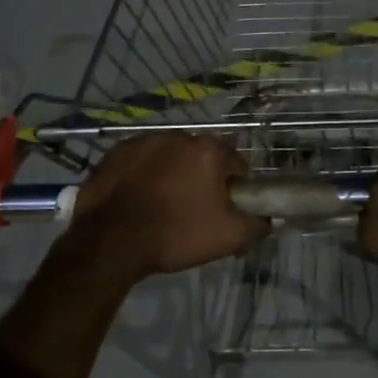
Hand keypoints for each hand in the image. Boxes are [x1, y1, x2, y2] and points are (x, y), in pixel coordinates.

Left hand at [69, 133, 269, 278]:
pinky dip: (142, 176)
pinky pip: (139, 162)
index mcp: (208, 150)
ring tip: (161, 206)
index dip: (234, 188)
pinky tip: (137, 200)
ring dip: (171, 174)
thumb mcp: (229, 237)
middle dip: (201, 178)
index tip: (224, 209)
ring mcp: (143, 141)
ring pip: (168, 157)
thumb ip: (258, 224)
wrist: (109, 242)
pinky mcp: (115, 153)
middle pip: (201, 157)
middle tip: (193, 210)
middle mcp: (178, 136)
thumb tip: (268, 218)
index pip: (236, 164)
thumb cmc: (175, 234)